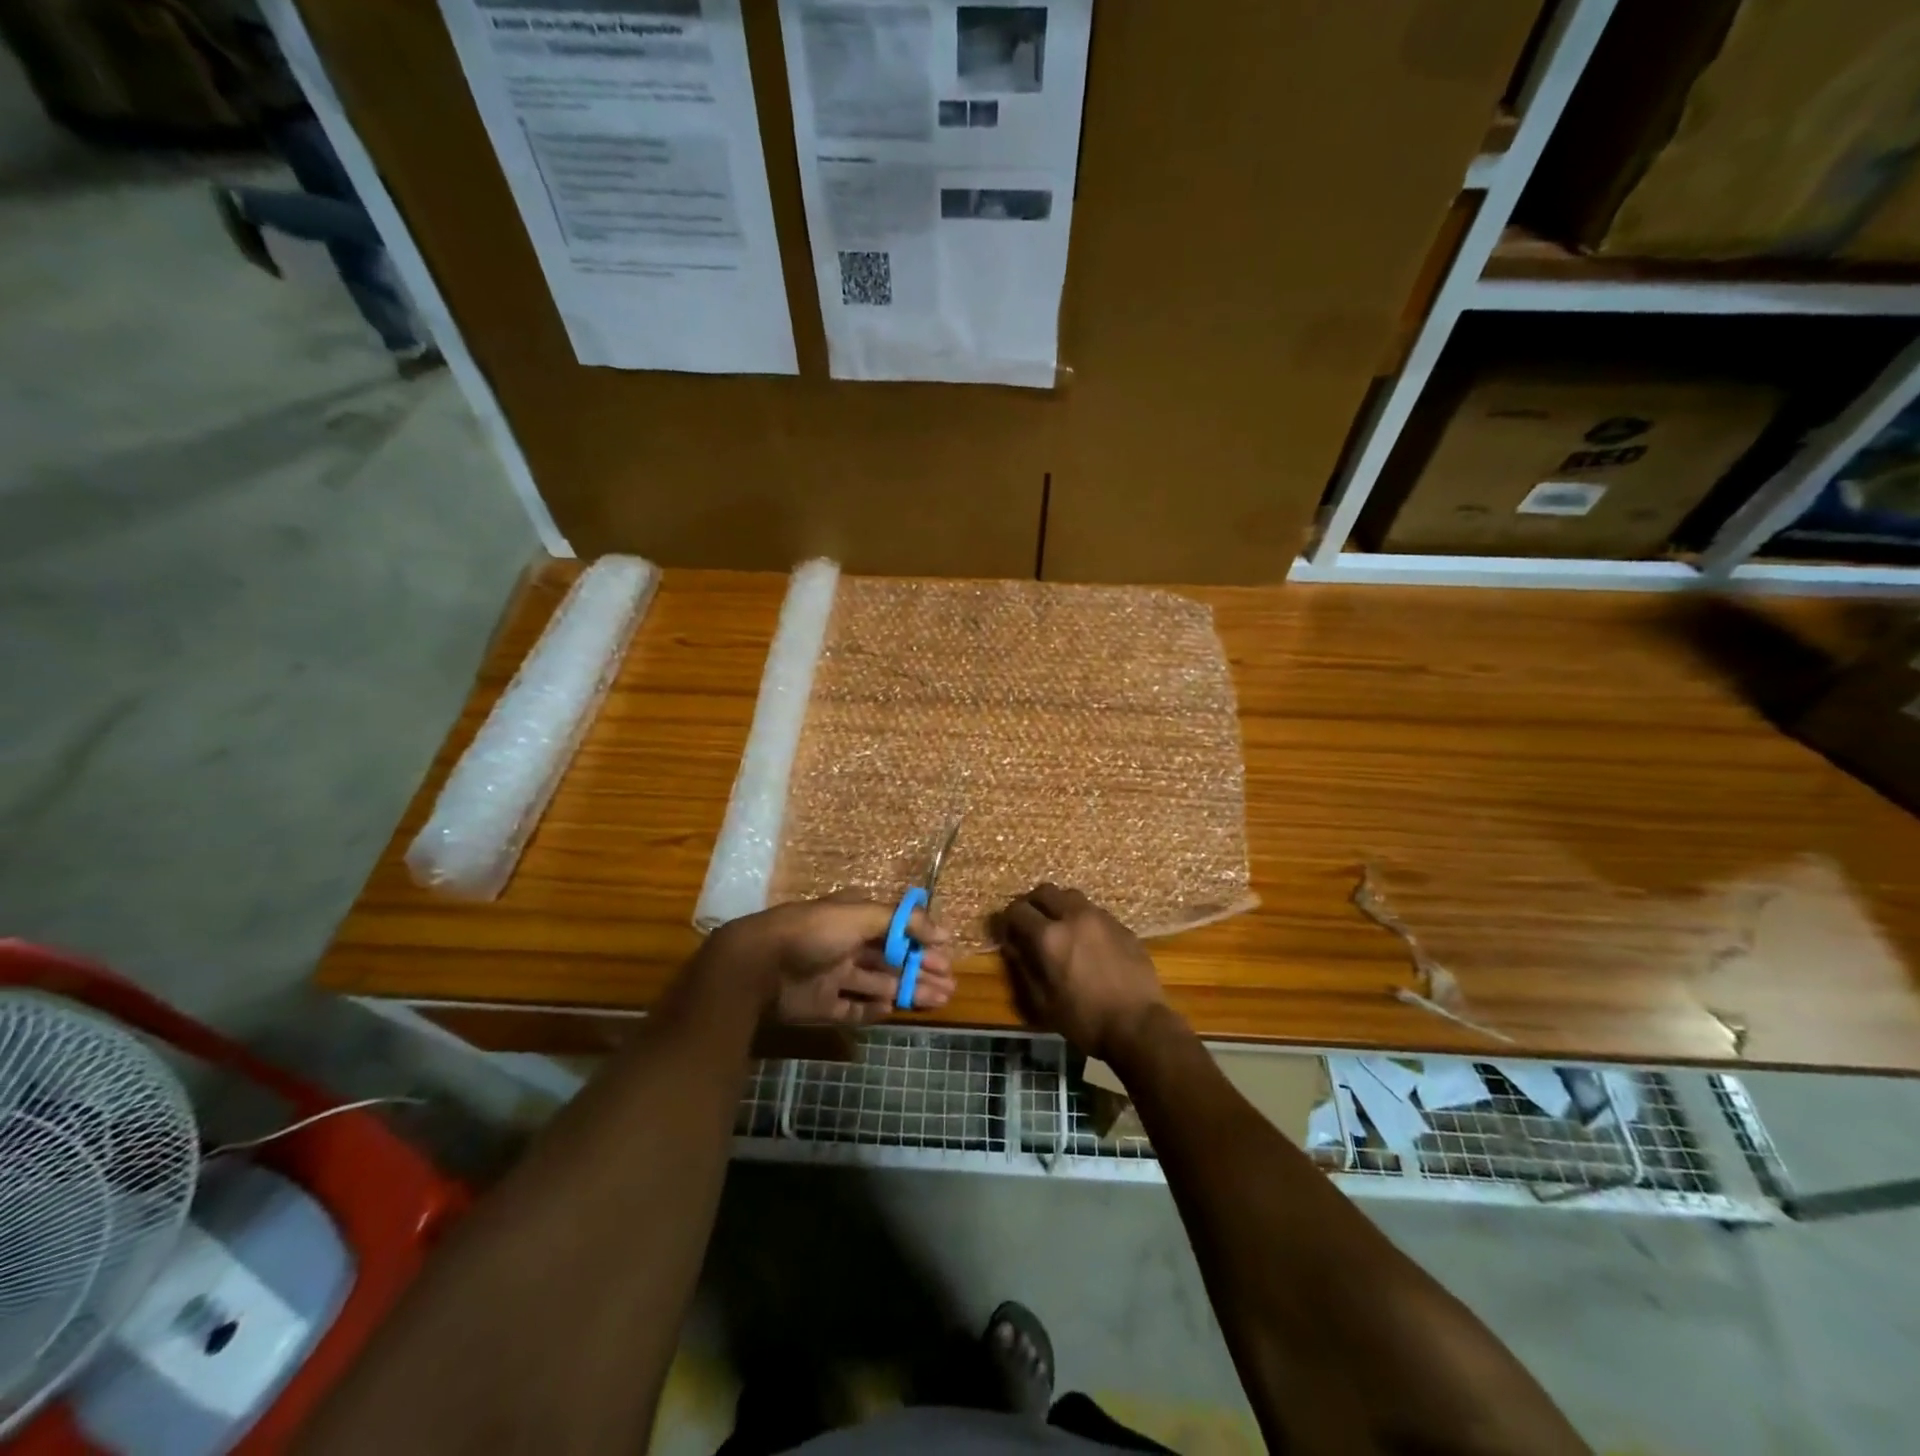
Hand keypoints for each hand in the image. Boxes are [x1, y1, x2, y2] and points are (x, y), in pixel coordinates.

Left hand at [714, 894, 955, 1024]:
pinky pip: (854, 1008)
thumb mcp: (861, 915)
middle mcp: (846, 944)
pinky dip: (874, 1009)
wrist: (759, 966)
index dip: (922, 941)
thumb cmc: (814, 932)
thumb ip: (902, 922)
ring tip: (939, 999)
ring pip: (879, 984)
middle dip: (921, 969)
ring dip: (909, 990)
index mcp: (854, 918)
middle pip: (892, 959)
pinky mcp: (822, 1005)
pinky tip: (894, 1009)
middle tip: (950, 984)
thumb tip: (942, 932)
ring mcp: (833, 976)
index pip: (896, 929)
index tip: (947, 954)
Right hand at [992, 884, 1165, 1059]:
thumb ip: (1023, 968)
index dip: (1007, 919)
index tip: (1007, 932)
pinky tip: (1087, 941)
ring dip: (1059, 906)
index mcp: (1049, 936)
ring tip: (1059, 928)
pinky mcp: (1122, 926)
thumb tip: (1012, 946)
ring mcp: (1101, 918)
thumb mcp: (1043, 1002)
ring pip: (1072, 896)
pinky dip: (1082, 919)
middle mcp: (1074, 917)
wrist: (1139, 1025)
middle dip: (1032, 903)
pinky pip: (1095, 912)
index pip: (1018, 910)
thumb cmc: (1085, 1020)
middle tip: (1029, 922)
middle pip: (1045, 891)